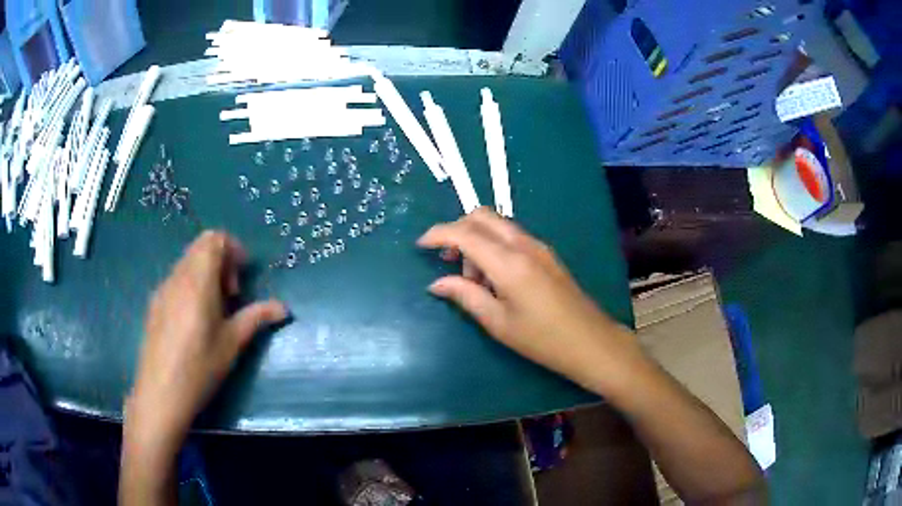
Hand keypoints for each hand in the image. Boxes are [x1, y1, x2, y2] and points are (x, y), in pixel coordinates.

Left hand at [126, 231, 286, 453]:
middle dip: (221, 262)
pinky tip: (195, 321)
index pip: (214, 239)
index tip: (243, 277)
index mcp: (198, 280)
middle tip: (232, 295)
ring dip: (206, 274)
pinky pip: (176, 280)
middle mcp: (177, 277)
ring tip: (215, 311)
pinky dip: (191, 286)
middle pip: (200, 247)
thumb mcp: (232, 343)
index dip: (233, 249)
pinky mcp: (154, 304)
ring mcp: (162, 290)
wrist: (161, 393)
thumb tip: (284, 308)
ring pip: (187, 263)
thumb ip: (256, 318)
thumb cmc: (200, 367)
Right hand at [417, 208, 643, 390]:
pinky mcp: (546, 254)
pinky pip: (511, 237)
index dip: (438, 234)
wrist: (590, 341)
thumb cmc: (541, 339)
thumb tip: (436, 284)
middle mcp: (523, 244)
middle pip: (482, 216)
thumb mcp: (497, 322)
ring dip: (477, 240)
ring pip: (497, 225)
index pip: (464, 233)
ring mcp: (538, 246)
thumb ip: (464, 296)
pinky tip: (495, 278)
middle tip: (447, 260)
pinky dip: (494, 246)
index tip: (420, 245)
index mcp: (508, 262)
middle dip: (458, 230)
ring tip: (475, 280)